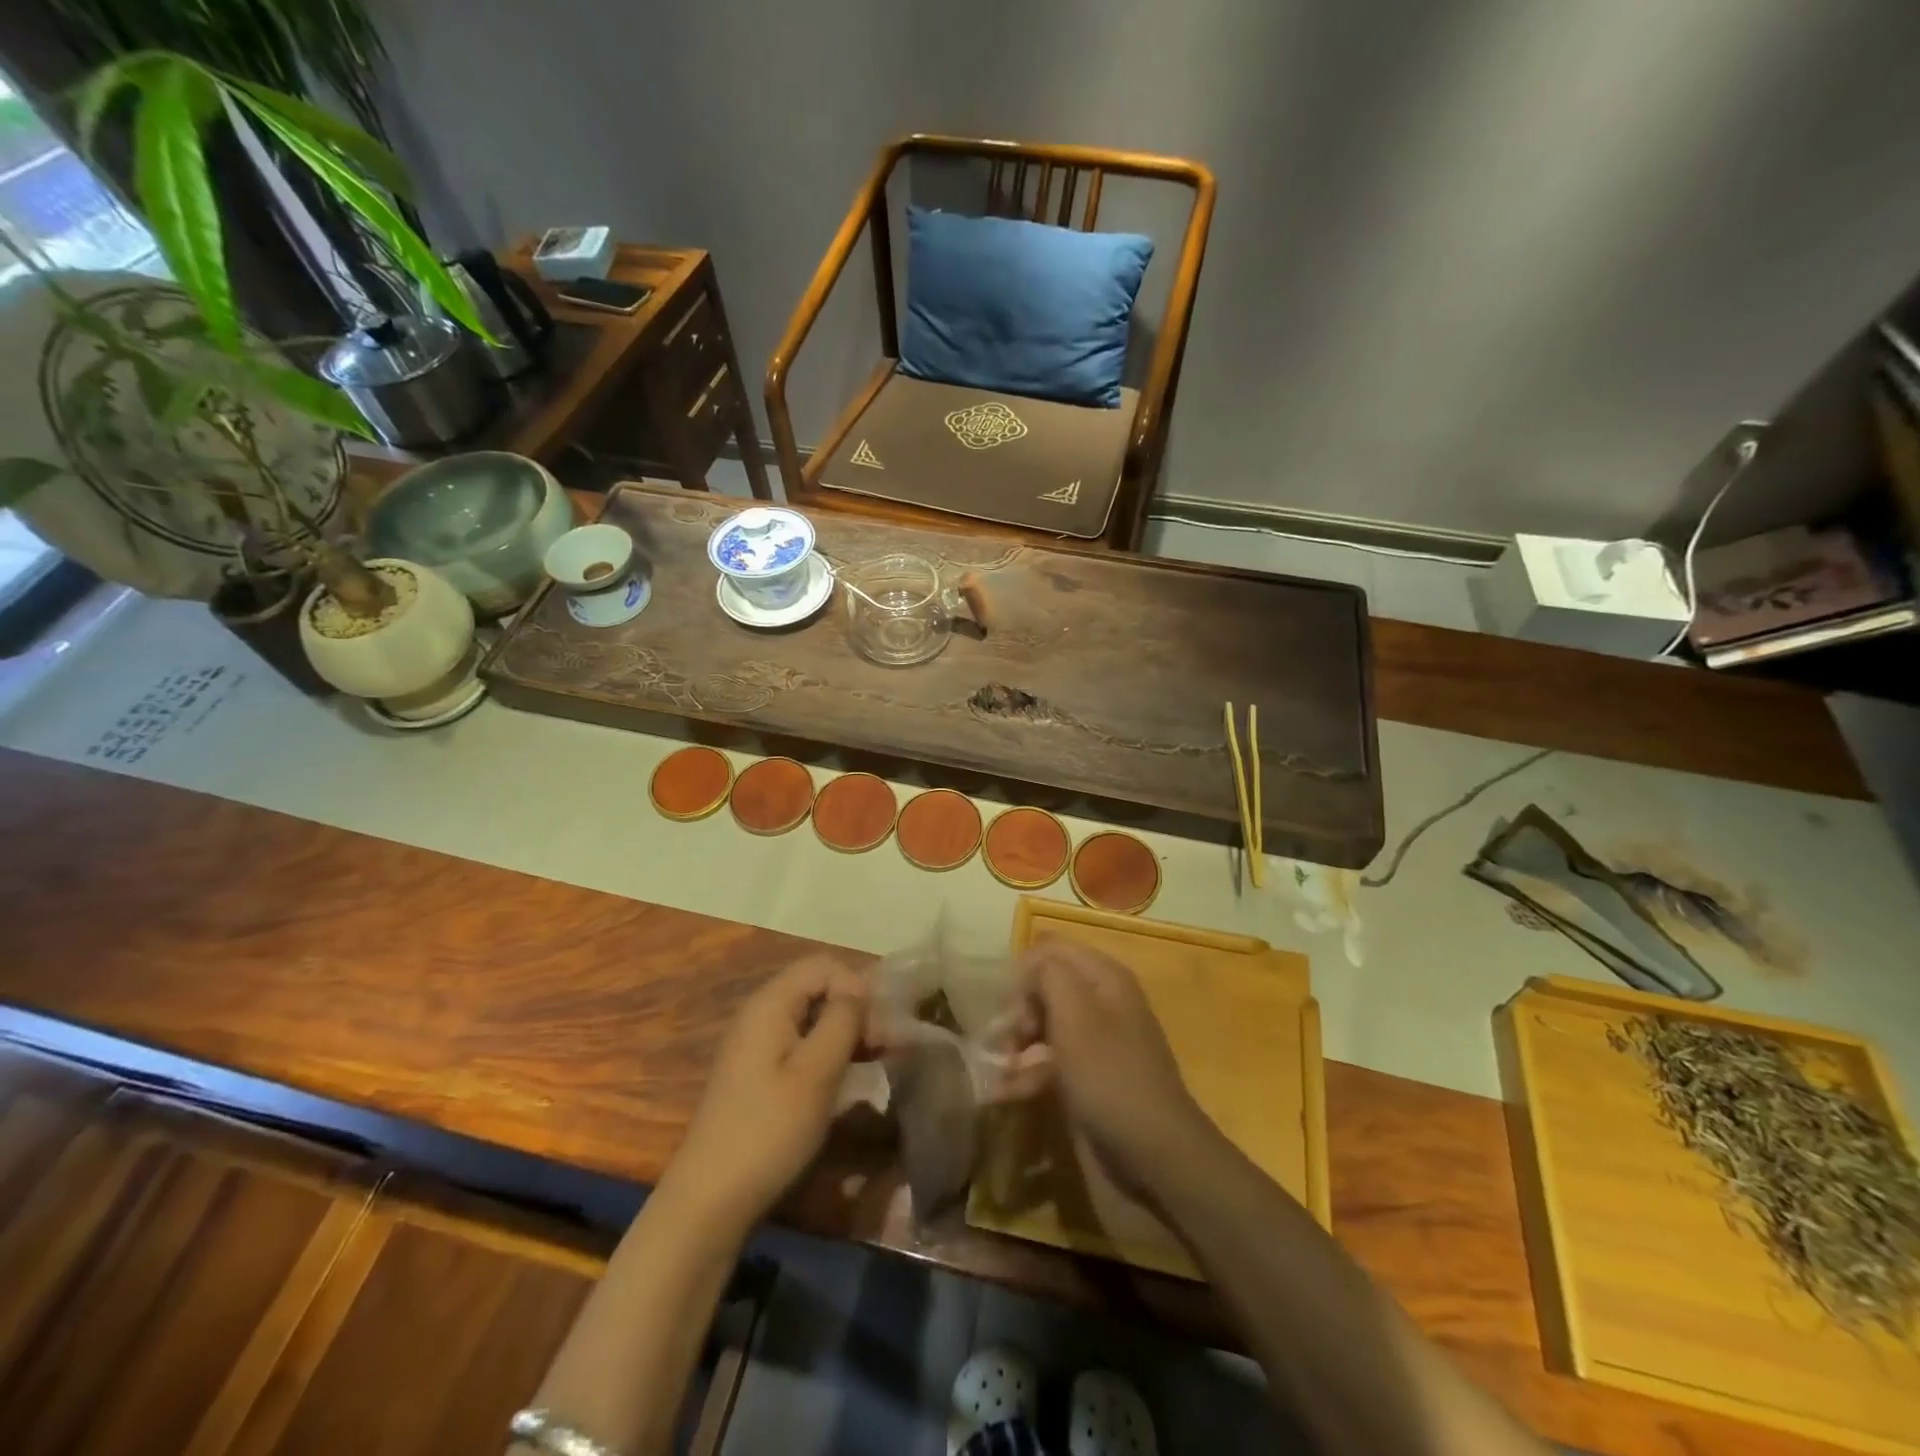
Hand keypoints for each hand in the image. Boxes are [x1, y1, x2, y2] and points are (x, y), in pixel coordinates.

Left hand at [665, 955, 869, 1230]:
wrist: (711, 1199)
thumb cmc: (770, 1129)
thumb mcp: (817, 1071)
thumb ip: (843, 1019)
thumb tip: (860, 988)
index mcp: (770, 1003)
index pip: (824, 966)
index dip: (857, 986)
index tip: (878, 1026)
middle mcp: (760, 1013)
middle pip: (817, 988)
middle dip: (856, 1008)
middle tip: (886, 1045)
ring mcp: (756, 1044)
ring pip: (811, 1016)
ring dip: (846, 1031)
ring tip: (877, 1059)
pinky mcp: (758, 1072)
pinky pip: (800, 1042)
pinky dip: (828, 1050)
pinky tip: (847, 1075)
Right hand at [1019, 940, 1212, 1199]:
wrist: (1153, 1155)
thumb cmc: (1109, 1074)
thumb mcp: (1075, 1013)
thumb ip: (1048, 974)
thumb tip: (1030, 964)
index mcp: (1104, 977)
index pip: (1053, 950)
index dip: (1024, 970)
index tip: (1006, 1003)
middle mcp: (1102, 1002)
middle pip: (1046, 988)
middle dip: (1018, 1010)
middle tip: (1005, 1039)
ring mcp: (1096, 1043)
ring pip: (1044, 1027)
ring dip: (1016, 1045)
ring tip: (997, 1069)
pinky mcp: (1088, 1079)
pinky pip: (1049, 1064)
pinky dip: (1026, 1075)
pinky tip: (1002, 1093)